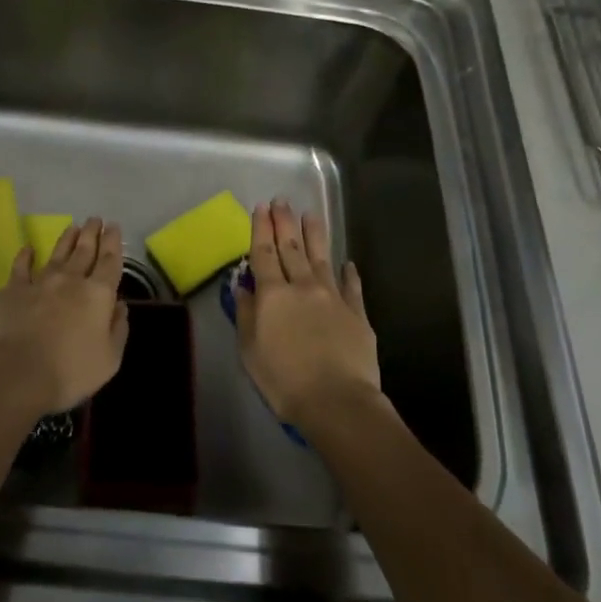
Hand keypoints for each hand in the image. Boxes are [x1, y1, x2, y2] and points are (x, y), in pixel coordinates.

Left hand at [0, 217, 127, 416]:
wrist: (17, 374)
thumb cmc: (70, 372)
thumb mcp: (110, 359)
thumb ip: (118, 329)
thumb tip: (120, 306)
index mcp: (98, 295)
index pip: (110, 261)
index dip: (114, 242)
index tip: (114, 226)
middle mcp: (72, 280)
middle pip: (85, 250)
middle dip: (92, 233)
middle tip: (95, 219)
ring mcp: (41, 282)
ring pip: (58, 253)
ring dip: (67, 239)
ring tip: (73, 226)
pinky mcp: (14, 290)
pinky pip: (21, 266)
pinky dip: (26, 255)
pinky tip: (28, 247)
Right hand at [235, 199, 380, 427]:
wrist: (337, 401)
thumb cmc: (284, 380)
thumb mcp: (250, 351)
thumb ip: (247, 315)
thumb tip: (243, 287)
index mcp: (273, 295)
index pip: (264, 254)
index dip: (261, 229)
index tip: (260, 207)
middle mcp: (303, 287)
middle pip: (292, 248)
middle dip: (285, 222)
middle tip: (282, 200)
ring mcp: (333, 297)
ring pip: (321, 257)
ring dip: (314, 235)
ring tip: (310, 214)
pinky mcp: (357, 313)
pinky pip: (352, 286)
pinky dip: (349, 273)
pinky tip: (348, 263)